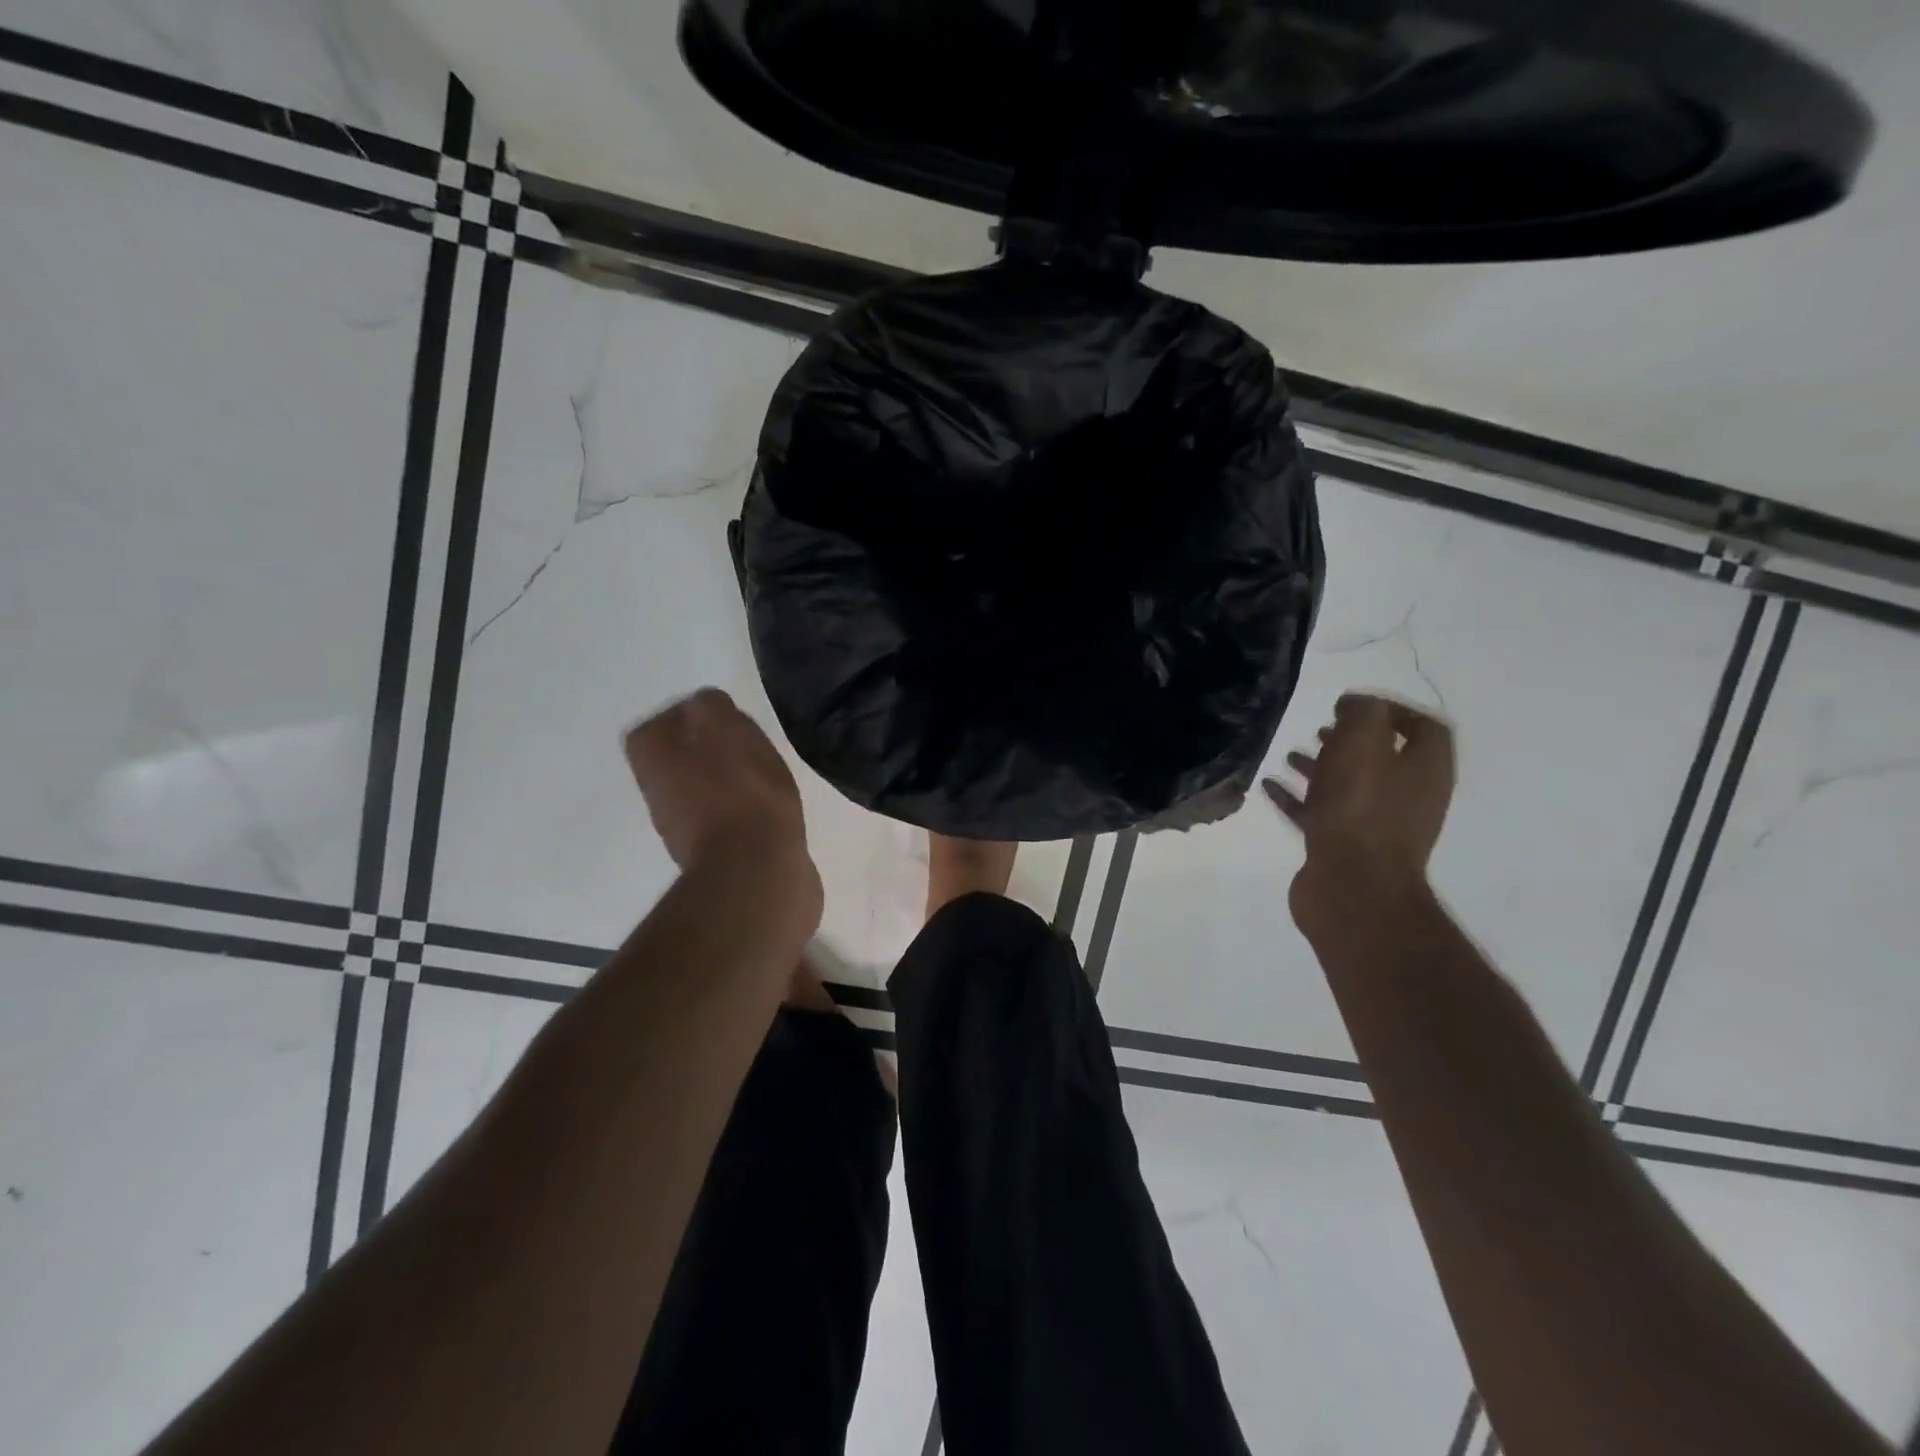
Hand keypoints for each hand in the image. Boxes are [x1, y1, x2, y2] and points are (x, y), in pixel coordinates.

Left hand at [624, 689, 810, 874]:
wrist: (755, 870)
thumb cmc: (740, 791)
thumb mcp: (724, 726)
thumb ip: (709, 706)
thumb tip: (704, 706)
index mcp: (652, 758)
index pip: (657, 725)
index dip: (690, 717)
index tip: (724, 717)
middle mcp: (657, 792)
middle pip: (679, 758)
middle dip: (711, 748)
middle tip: (748, 743)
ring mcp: (682, 827)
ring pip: (703, 787)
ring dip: (729, 778)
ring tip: (765, 774)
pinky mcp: (715, 854)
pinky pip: (726, 816)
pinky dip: (745, 808)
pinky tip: (772, 806)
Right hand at [1264, 693, 1455, 915]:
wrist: (1351, 887)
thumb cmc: (1361, 808)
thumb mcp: (1363, 743)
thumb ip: (1362, 713)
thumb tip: (1354, 704)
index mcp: (1425, 770)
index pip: (1424, 728)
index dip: (1393, 709)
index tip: (1352, 704)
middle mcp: (1409, 797)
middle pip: (1384, 758)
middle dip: (1351, 740)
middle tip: (1321, 726)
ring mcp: (1377, 826)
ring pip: (1350, 786)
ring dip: (1322, 767)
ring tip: (1290, 754)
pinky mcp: (1344, 847)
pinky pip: (1322, 813)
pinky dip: (1298, 798)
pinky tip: (1269, 787)